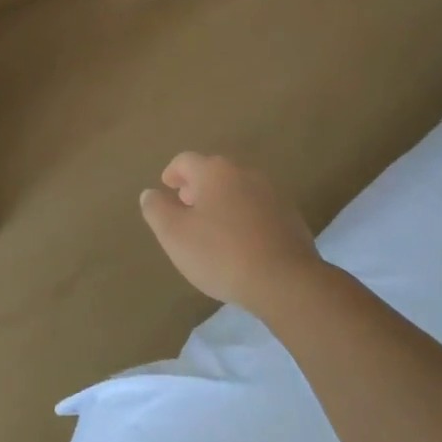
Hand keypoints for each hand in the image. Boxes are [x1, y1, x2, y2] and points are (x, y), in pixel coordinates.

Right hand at [140, 153, 321, 311]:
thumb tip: (150, 194)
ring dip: (221, 202)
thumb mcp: (174, 234)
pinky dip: (243, 218)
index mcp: (215, 171)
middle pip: (214, 172)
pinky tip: (239, 243)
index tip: (166, 187)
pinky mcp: (290, 217)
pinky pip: (257, 209)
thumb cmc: (220, 253)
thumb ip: (156, 209)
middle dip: (197, 187)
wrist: (285, 281)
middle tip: (186, 207)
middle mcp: (245, 173)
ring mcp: (272, 194)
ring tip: (211, 228)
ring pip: (238, 190)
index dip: (172, 173)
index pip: (185, 160)